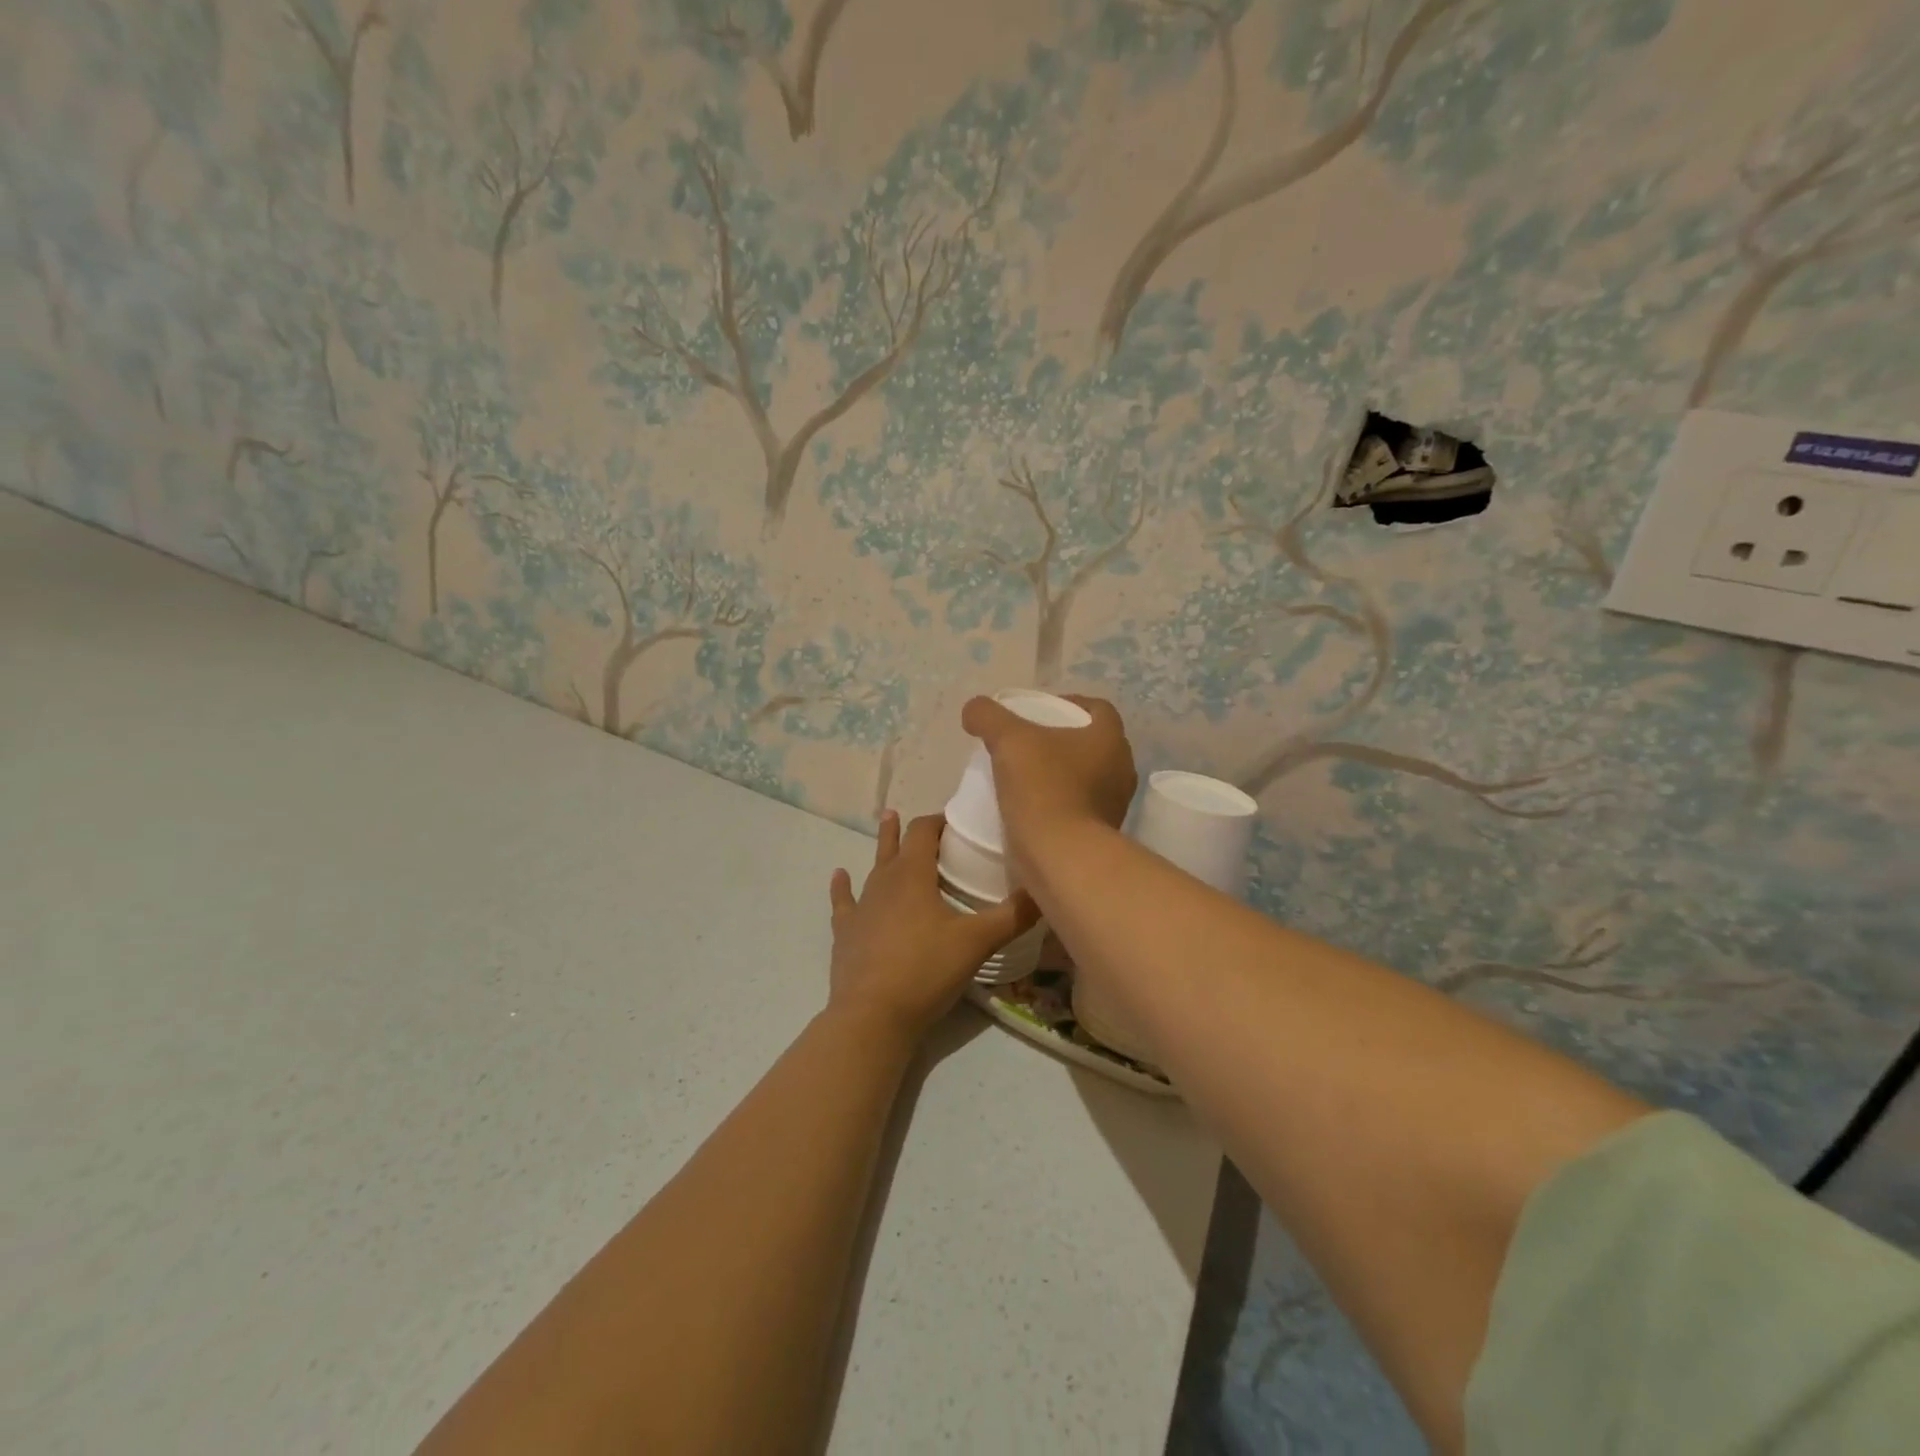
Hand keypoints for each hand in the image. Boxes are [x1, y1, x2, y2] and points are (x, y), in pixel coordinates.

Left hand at [827, 811, 1037, 1041]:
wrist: (872, 1015)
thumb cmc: (926, 970)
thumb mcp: (977, 942)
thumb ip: (1012, 916)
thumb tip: (1044, 893)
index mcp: (913, 875)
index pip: (923, 831)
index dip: (938, 820)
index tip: (954, 820)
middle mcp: (884, 882)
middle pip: (895, 845)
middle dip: (907, 829)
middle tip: (913, 817)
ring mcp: (861, 907)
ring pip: (873, 868)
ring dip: (882, 849)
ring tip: (885, 825)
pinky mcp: (846, 933)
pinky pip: (844, 902)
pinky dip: (842, 888)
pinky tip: (839, 876)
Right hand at [959, 694, 1136, 872]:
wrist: (1060, 858)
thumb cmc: (1043, 788)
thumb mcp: (1008, 741)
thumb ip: (989, 717)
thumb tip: (974, 709)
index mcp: (1110, 739)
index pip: (1098, 709)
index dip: (1070, 703)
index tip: (1041, 712)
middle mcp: (1122, 769)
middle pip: (1093, 744)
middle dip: (1064, 741)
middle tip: (1029, 744)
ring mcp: (1116, 805)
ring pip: (1089, 778)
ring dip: (1062, 774)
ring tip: (1027, 777)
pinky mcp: (1102, 835)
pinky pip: (1081, 809)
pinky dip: (1060, 804)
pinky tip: (1032, 809)